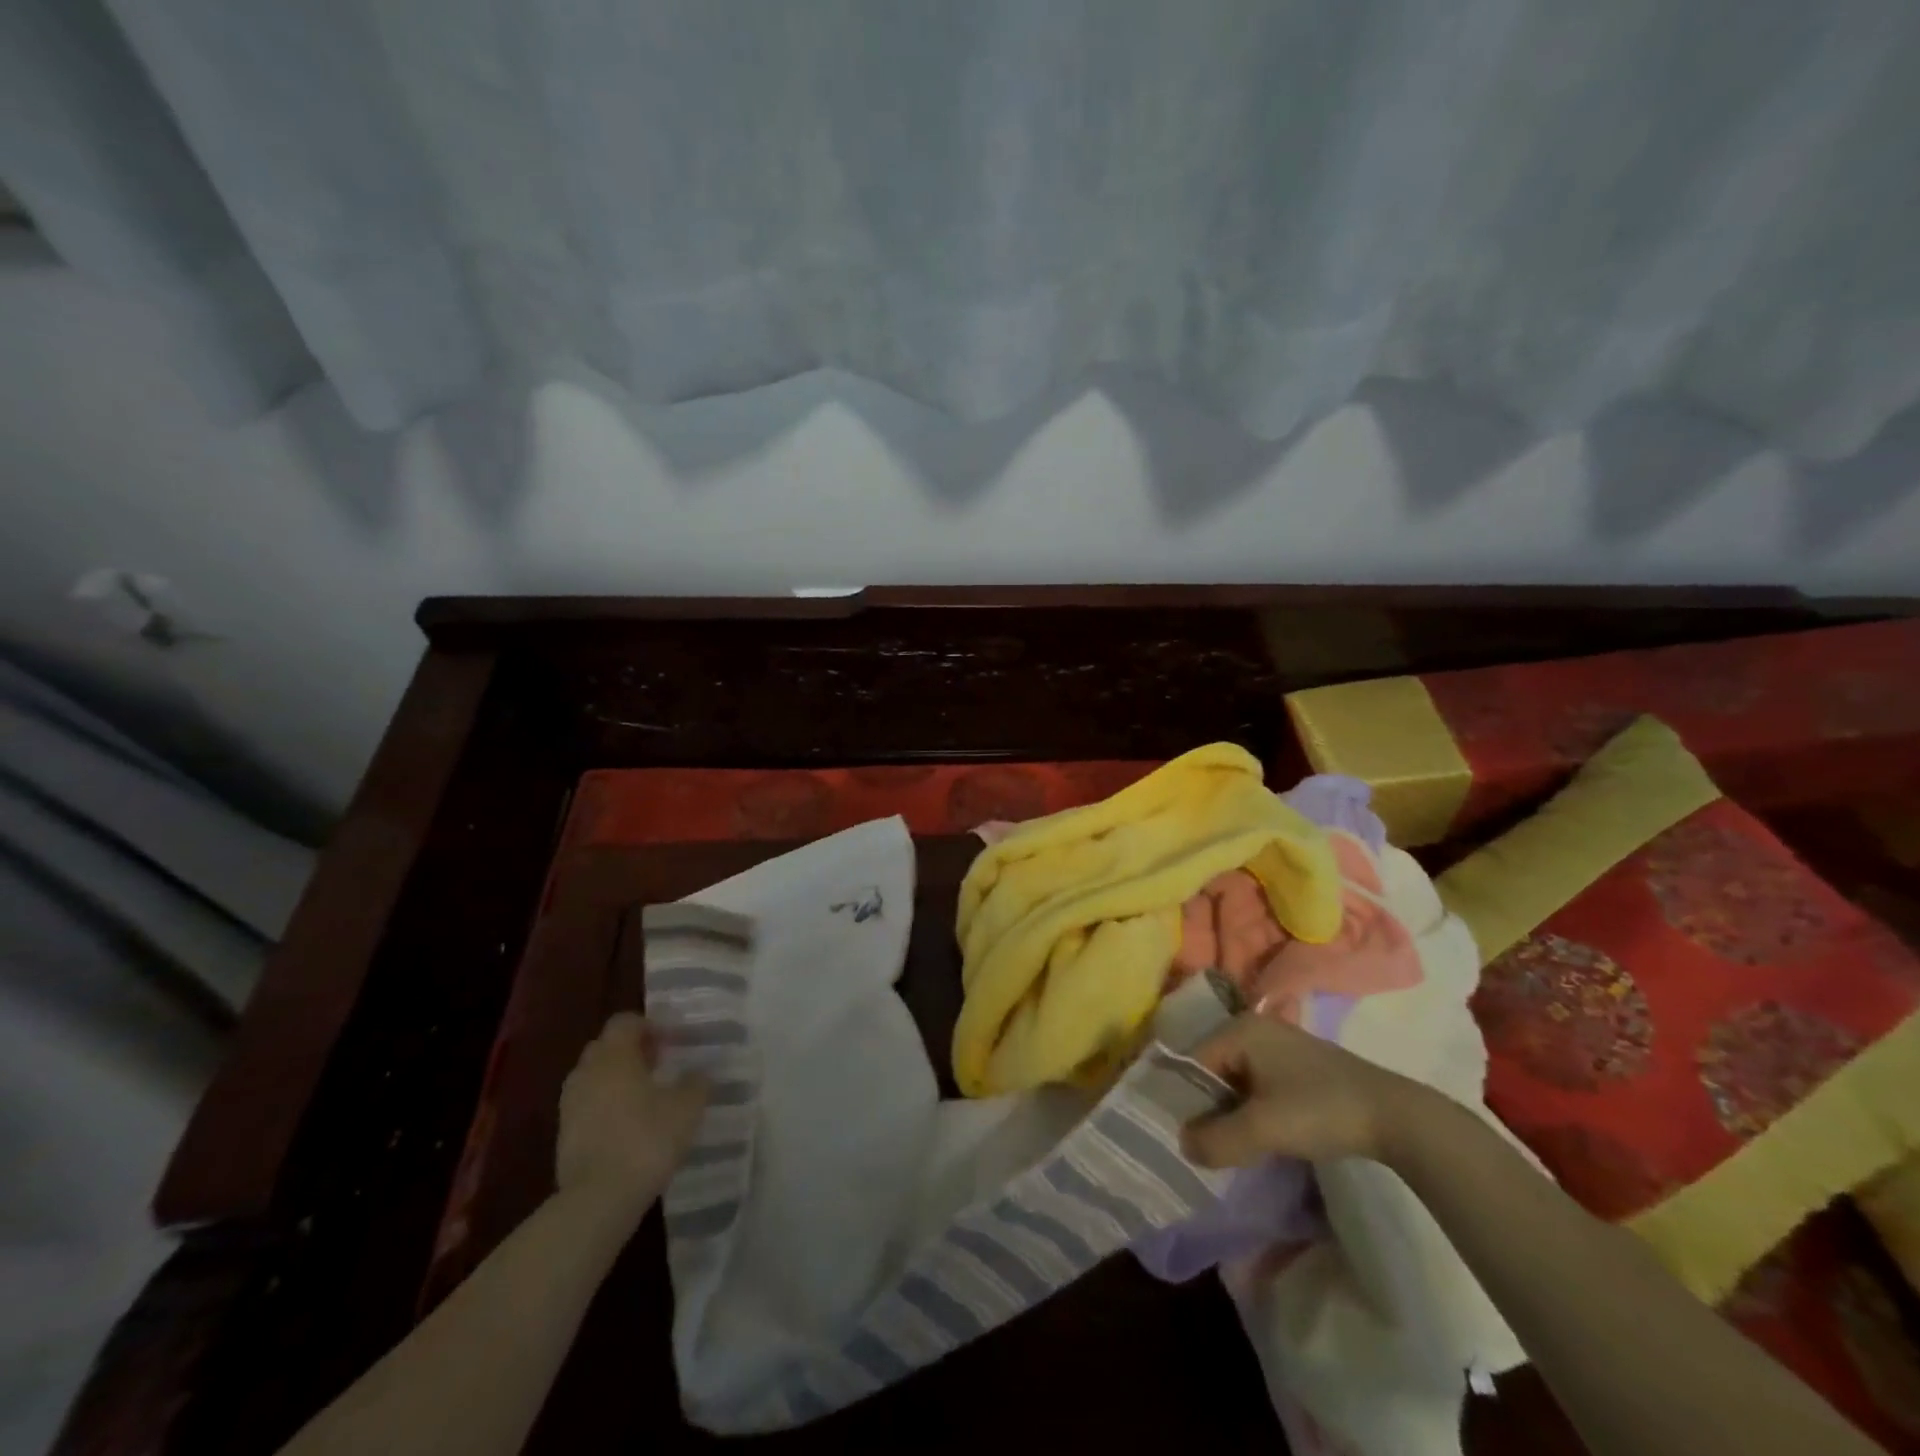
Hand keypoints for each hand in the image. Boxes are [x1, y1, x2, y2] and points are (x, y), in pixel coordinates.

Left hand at [556, 1012, 707, 1222]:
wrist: (598, 1199)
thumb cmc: (647, 1139)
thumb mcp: (687, 1107)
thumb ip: (696, 1082)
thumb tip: (699, 1072)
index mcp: (615, 1056)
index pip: (625, 1022)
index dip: (650, 1026)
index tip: (672, 1042)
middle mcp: (587, 1072)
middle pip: (606, 1047)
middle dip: (632, 1050)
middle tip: (660, 1065)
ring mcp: (570, 1105)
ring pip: (595, 1077)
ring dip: (617, 1079)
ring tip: (646, 1097)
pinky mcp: (564, 1136)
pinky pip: (588, 1106)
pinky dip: (606, 1106)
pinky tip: (629, 1125)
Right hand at [1180, 1013, 1422, 1167]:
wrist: (1395, 1117)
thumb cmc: (1320, 1110)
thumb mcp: (1263, 1129)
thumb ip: (1217, 1139)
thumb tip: (1182, 1145)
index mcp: (1239, 1028)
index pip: (1192, 1061)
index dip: (1182, 1098)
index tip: (1180, 1135)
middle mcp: (1254, 1028)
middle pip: (1212, 1069)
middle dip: (1206, 1106)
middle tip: (1202, 1145)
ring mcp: (1278, 1045)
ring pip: (1236, 1080)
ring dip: (1230, 1112)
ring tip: (1227, 1146)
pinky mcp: (1298, 1066)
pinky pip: (1257, 1085)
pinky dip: (1251, 1110)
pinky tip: (1258, 1137)